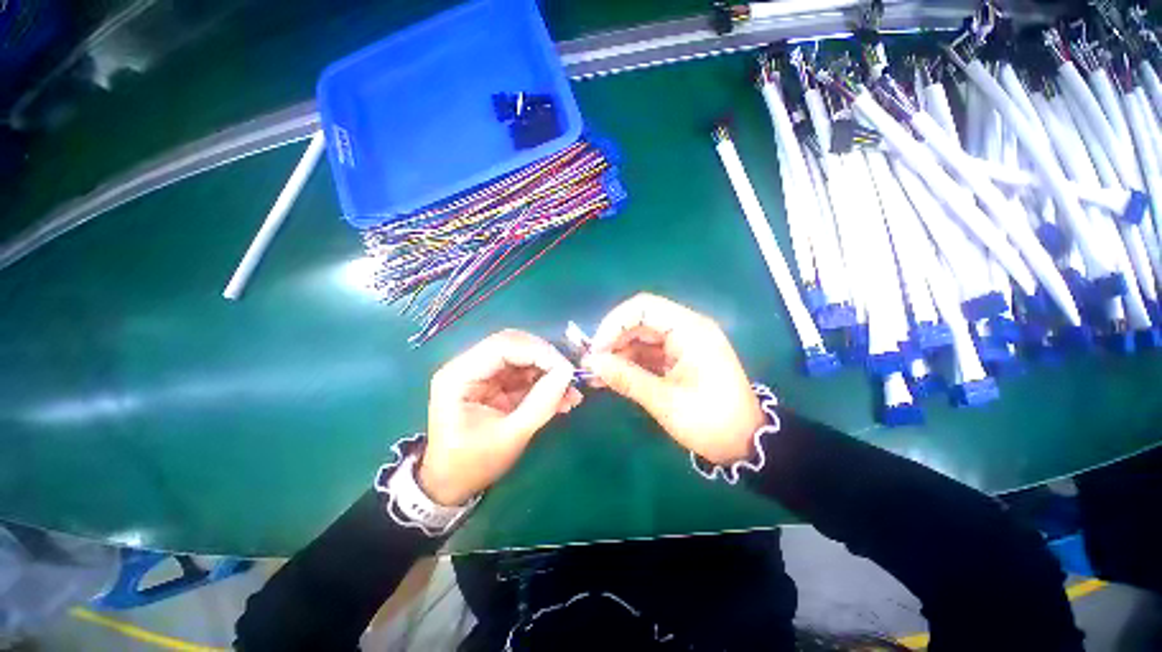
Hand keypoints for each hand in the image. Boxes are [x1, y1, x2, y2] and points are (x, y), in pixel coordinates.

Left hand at [420, 330, 582, 505]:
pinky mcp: (494, 382)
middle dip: (546, 358)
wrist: (451, 484)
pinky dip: (544, 381)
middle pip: (513, 344)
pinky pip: (524, 372)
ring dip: (548, 370)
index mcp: (459, 375)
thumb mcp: (510, 436)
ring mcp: (481, 372)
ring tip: (571, 392)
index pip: (502, 345)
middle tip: (570, 377)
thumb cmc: (473, 464)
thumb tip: (568, 373)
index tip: (567, 369)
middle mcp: (468, 365)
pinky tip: (562, 398)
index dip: (539, 351)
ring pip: (522, 356)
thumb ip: (541, 403)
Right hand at [583, 294, 763, 465]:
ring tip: (595, 374)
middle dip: (613, 339)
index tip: (597, 348)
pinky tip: (609, 377)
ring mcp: (682, 344)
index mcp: (690, 330)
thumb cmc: (711, 421)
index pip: (644, 307)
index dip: (615, 323)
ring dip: (617, 353)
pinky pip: (647, 353)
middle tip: (592, 363)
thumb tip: (592, 363)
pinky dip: (628, 364)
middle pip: (639, 321)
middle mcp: (686, 329)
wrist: (745, 444)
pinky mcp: (677, 359)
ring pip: (640, 338)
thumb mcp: (666, 401)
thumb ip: (627, 378)